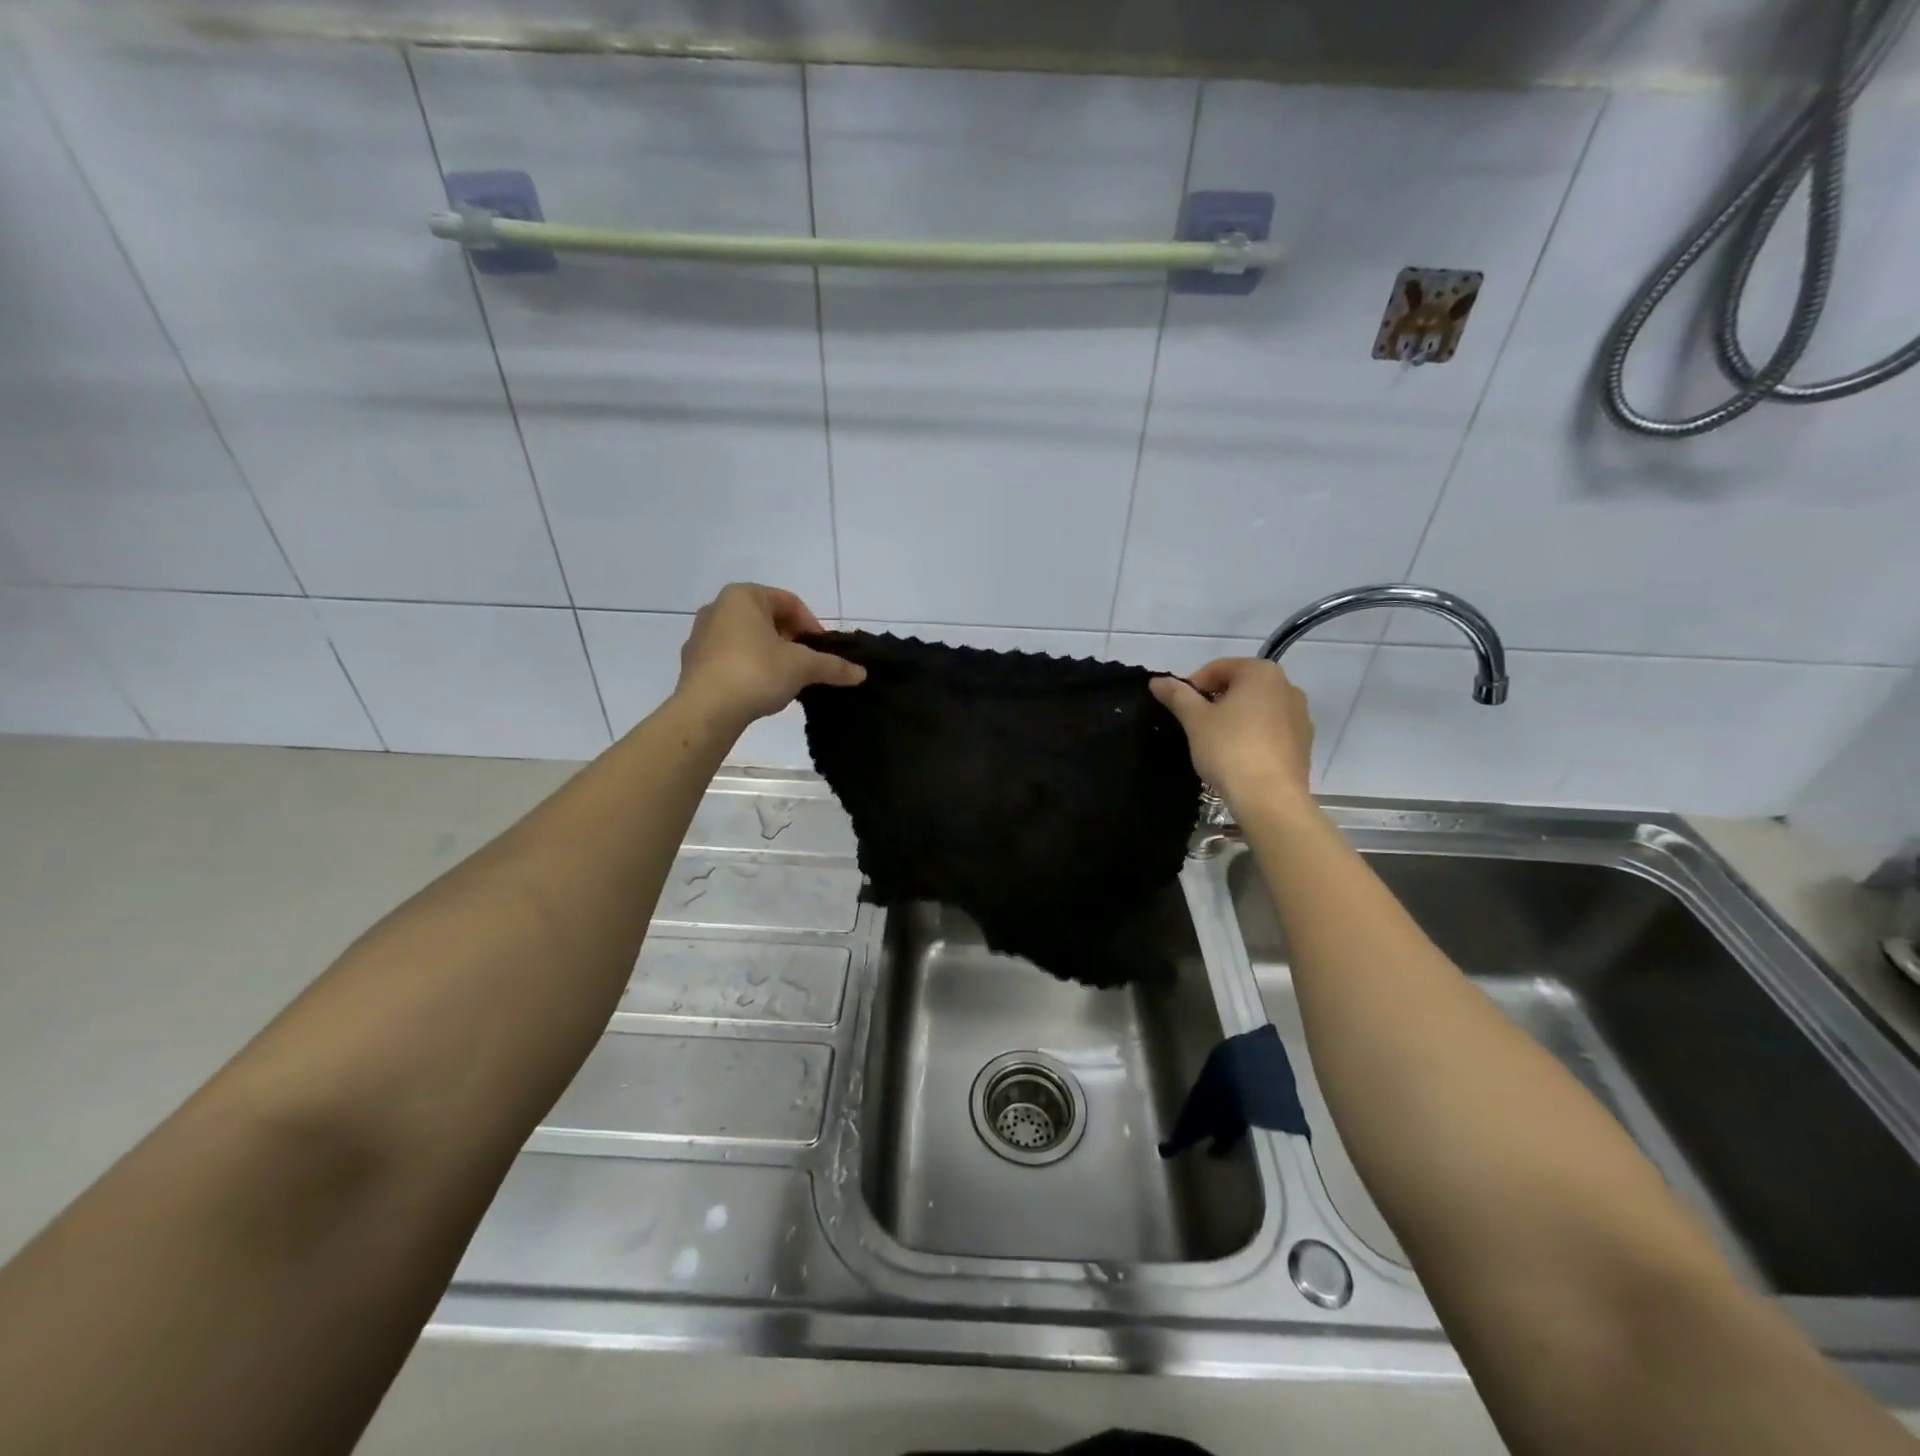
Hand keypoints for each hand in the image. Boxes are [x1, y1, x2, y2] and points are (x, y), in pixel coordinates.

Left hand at [676, 584, 864, 730]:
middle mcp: (717, 608)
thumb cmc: (756, 672)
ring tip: (787, 681)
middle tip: (807, 665)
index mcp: (742, 596)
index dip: (812, 625)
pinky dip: (750, 669)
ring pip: (748, 640)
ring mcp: (701, 637)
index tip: (823, 651)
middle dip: (791, 641)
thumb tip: (861, 673)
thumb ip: (833, 666)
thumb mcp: (802, 667)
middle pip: (768, 620)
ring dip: (771, 656)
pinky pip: (730, 659)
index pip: (789, 602)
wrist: (706, 711)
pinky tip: (761, 691)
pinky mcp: (693, 664)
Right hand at [1150, 659, 1314, 810]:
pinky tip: (1238, 757)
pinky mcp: (1304, 743)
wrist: (1270, 797)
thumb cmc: (1229, 749)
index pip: (1218, 668)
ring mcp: (1300, 715)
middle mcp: (1287, 686)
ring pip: (1257, 709)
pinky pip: (1271, 730)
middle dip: (1215, 701)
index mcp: (1262, 672)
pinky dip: (1253, 736)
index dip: (1193, 686)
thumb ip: (1176, 695)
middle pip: (1240, 686)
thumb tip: (1156, 680)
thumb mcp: (1195, 720)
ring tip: (1215, 743)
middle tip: (1195, 726)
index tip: (1179, 708)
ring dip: (1234, 718)